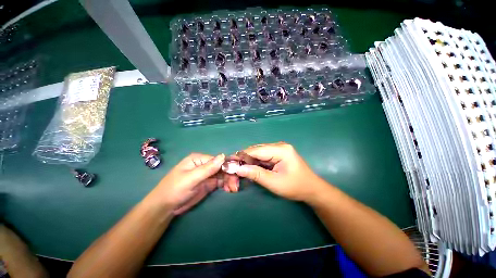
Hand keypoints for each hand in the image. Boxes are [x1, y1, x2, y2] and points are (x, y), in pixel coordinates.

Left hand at [149, 153, 237, 214]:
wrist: (166, 207)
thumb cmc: (175, 189)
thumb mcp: (191, 178)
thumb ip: (208, 168)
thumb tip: (224, 156)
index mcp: (199, 159)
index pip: (218, 160)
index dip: (228, 166)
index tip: (236, 174)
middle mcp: (205, 165)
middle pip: (222, 167)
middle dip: (230, 175)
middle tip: (235, 185)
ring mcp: (207, 175)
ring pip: (223, 174)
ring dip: (230, 180)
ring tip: (233, 189)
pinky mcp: (209, 183)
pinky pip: (221, 181)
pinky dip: (226, 184)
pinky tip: (229, 189)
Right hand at [235, 142, 326, 202]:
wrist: (311, 189)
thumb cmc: (295, 187)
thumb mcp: (274, 183)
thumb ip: (256, 174)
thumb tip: (238, 169)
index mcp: (280, 149)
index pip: (255, 150)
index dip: (241, 157)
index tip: (229, 165)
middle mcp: (278, 145)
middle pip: (255, 150)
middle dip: (244, 160)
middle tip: (234, 171)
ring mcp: (278, 149)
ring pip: (257, 153)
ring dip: (248, 162)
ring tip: (241, 172)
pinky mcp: (277, 154)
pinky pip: (262, 156)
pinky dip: (255, 163)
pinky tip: (250, 170)